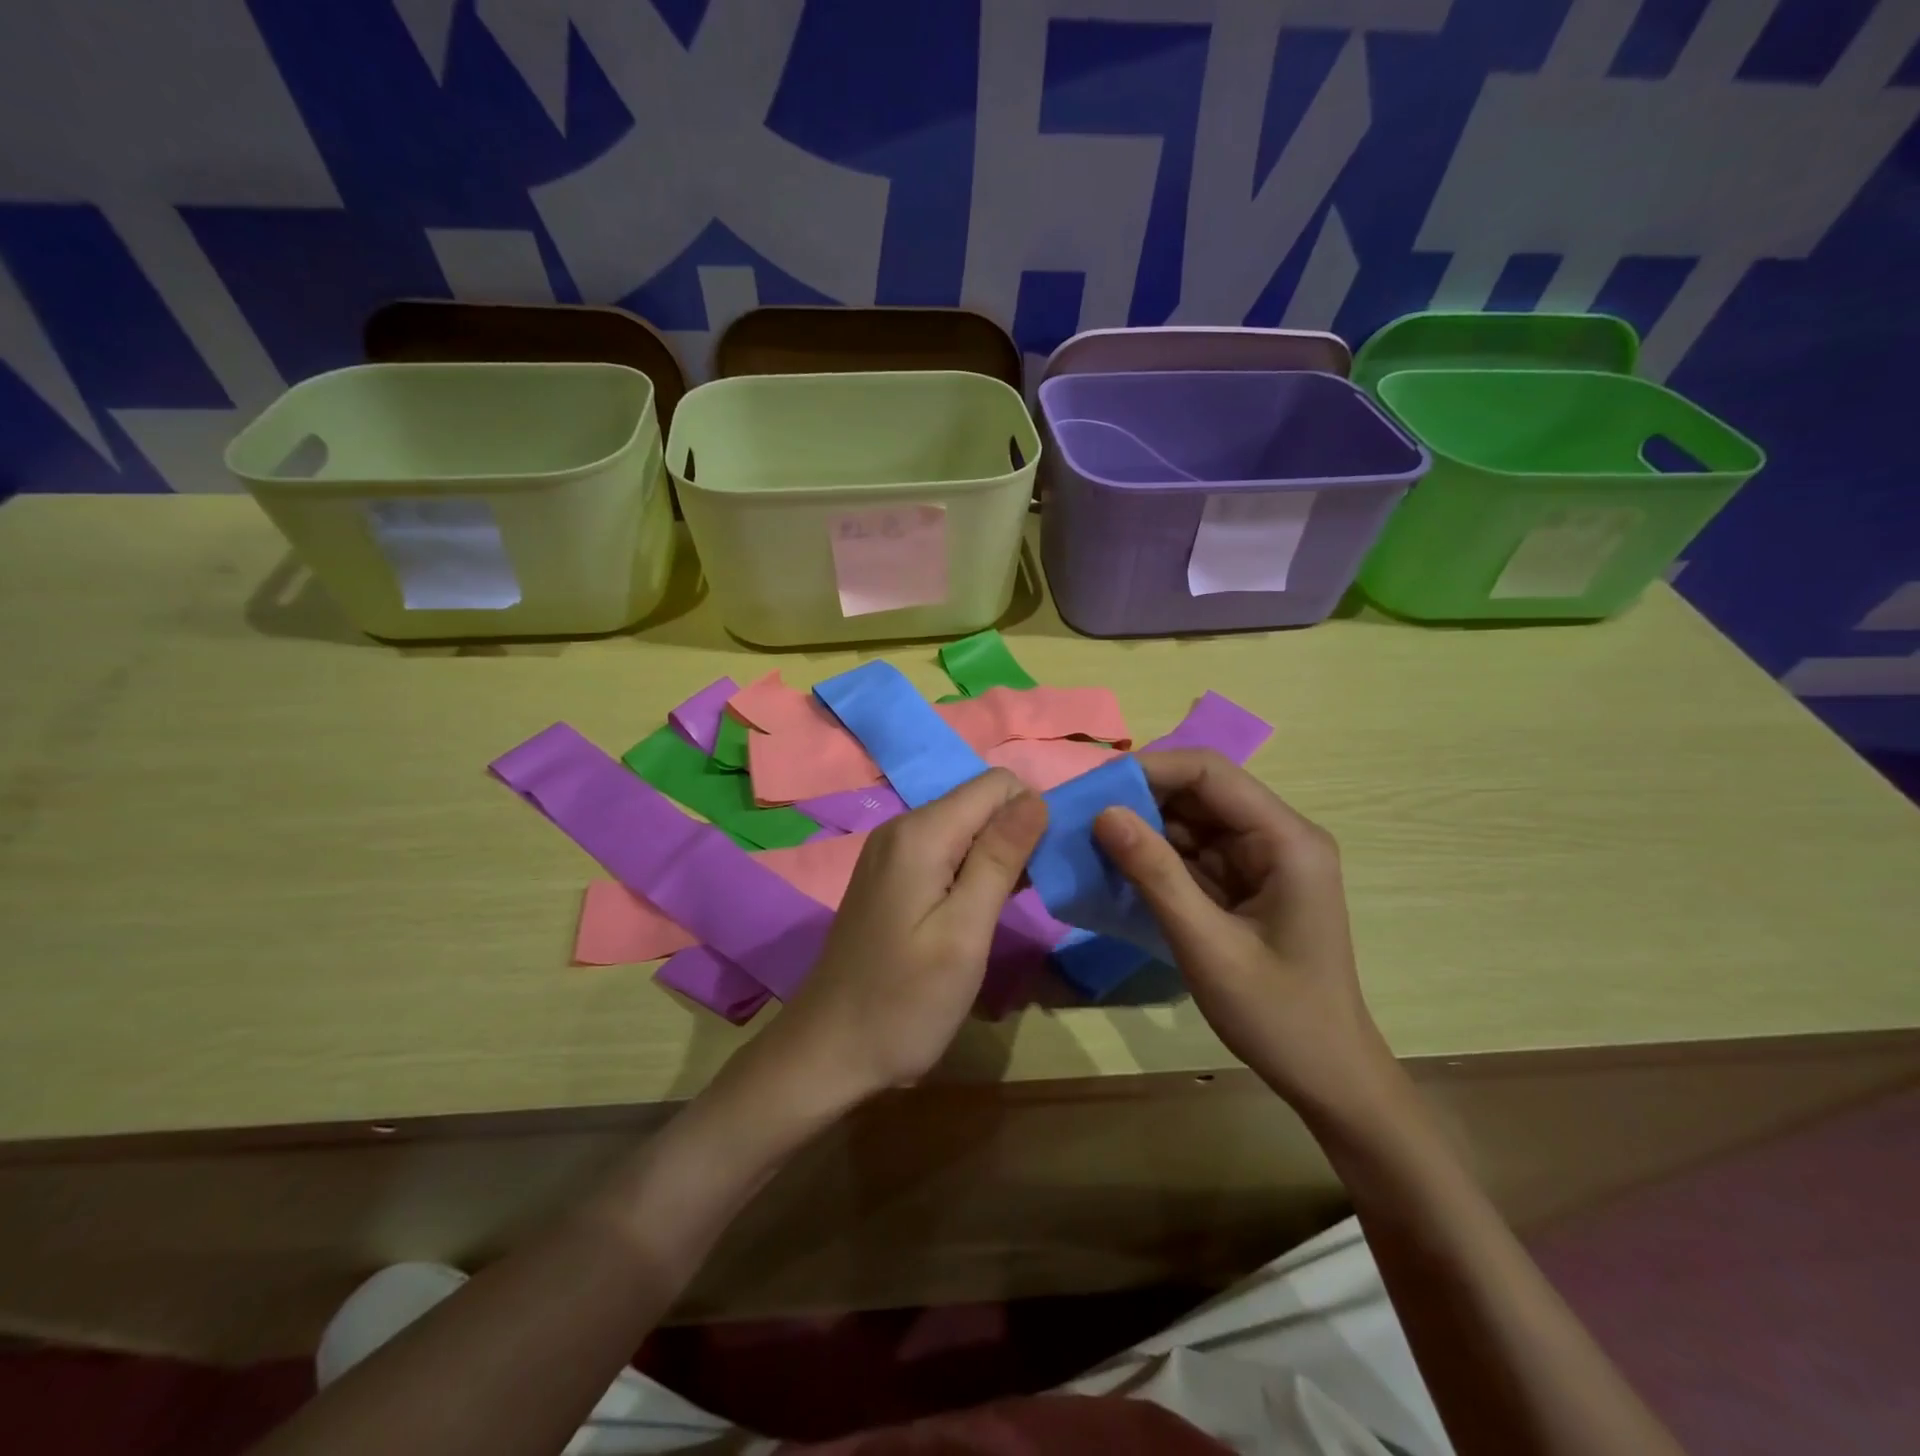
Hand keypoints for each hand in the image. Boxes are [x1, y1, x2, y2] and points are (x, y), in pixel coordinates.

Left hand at [771, 770, 1047, 1100]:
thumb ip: (1000, 858)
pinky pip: (945, 851)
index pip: (997, 784)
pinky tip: (979, 912)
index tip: (1046, 867)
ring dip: (998, 856)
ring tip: (1009, 908)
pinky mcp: (891, 876)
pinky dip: (972, 871)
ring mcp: (891, 851)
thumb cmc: (904, 1001)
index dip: (1032, 814)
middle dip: (1017, 835)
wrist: (828, 1050)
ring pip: (966, 827)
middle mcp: (903, 827)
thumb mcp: (964, 933)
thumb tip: (1036, 798)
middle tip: (1030, 895)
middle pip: (981, 802)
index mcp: (921, 833)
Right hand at [1093, 750, 1395, 1118]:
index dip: (1151, 769)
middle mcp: (1277, 836)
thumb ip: (1155, 875)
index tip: (1094, 787)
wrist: (1328, 1077)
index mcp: (1286, 840)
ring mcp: (1261, 860)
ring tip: (1088, 840)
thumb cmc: (1278, 1016)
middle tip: (1081, 815)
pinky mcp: (1245, 883)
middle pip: (1200, 792)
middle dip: (1140, 799)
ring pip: (1191, 821)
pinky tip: (1116, 868)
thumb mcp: (1207, 946)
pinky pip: (1193, 853)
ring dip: (1143, 828)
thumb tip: (1103, 813)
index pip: (1211, 774)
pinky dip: (1155, 858)